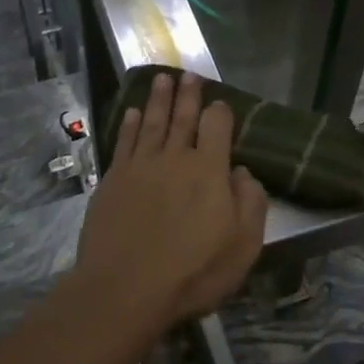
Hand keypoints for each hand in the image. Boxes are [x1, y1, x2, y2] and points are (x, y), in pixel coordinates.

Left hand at [72, 72, 267, 337]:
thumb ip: (250, 204)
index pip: (217, 127)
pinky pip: (124, 142)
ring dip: (157, 99)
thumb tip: (242, 172)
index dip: (220, 112)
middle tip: (188, 74)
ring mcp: (140, 166)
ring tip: (161, 79)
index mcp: (209, 170)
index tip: (221, 103)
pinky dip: (129, 125)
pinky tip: (132, 112)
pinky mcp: (113, 180)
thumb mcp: (243, 246)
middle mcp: (175, 158)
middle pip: (182, 118)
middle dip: (187, 95)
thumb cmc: (193, 272)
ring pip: (151, 123)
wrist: (125, 289)